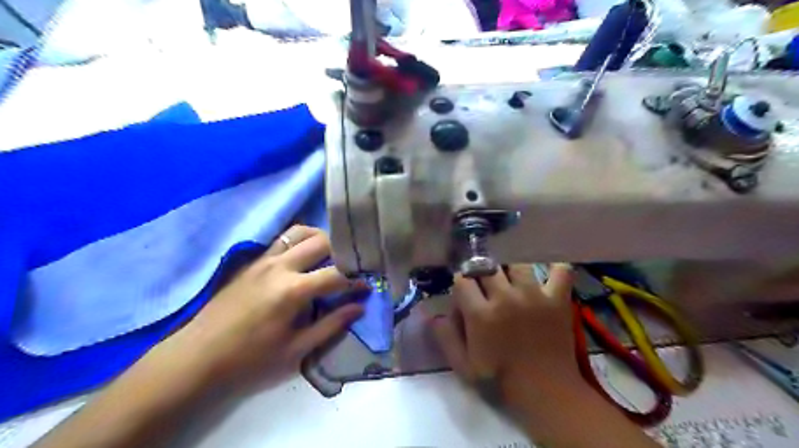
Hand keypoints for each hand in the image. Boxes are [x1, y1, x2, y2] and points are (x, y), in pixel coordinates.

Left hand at [166, 226, 364, 387]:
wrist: (199, 356)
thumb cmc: (250, 358)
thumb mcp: (296, 349)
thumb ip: (331, 325)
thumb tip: (359, 307)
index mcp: (293, 290)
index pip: (336, 275)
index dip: (356, 280)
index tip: (366, 286)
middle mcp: (280, 266)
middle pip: (321, 242)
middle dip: (342, 251)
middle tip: (350, 267)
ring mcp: (264, 260)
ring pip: (300, 231)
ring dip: (320, 238)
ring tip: (329, 255)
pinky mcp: (252, 261)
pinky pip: (282, 239)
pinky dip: (299, 241)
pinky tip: (303, 257)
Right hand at [434, 265, 577, 389]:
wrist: (546, 392)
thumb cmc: (501, 379)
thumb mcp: (464, 365)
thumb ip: (446, 336)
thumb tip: (432, 313)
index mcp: (481, 314)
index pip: (462, 279)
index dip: (460, 283)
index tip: (464, 292)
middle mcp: (505, 298)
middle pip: (487, 267)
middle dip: (482, 273)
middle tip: (486, 285)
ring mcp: (534, 295)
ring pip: (517, 264)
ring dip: (510, 269)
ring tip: (511, 279)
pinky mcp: (557, 299)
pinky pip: (560, 270)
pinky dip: (555, 266)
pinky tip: (548, 268)